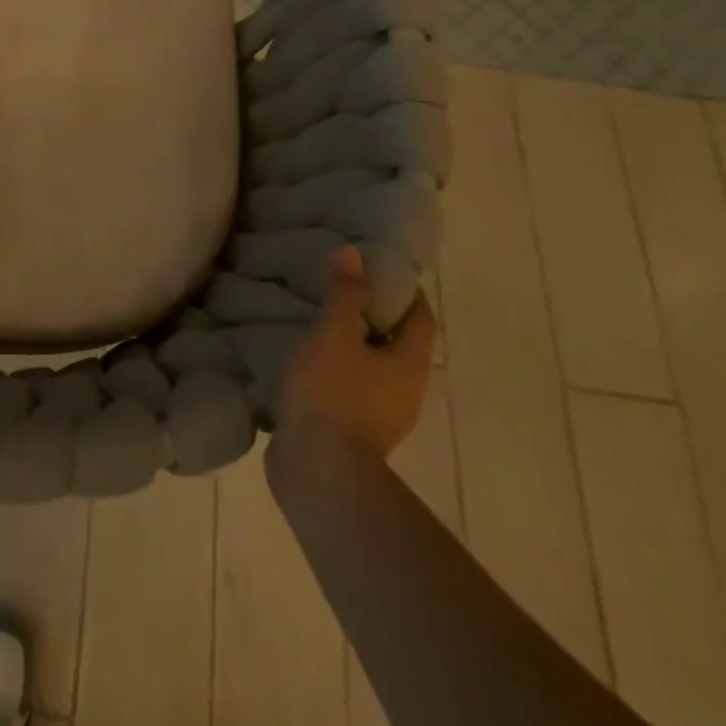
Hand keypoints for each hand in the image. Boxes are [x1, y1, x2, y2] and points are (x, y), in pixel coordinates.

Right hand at [271, 247, 435, 462]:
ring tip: (316, 322)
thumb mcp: (334, 333)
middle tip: (340, 289)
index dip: (404, 291)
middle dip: (373, 316)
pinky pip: (349, 391)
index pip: (420, 318)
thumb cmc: (333, 393)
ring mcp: (381, 417)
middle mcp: (406, 391)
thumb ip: (344, 294)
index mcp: (410, 364)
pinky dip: (333, 372)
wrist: (319, 472)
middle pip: (397, 344)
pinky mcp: (353, 434)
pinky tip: (304, 362)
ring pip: (371, 369)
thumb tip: (355, 254)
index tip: (378, 268)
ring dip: (350, 346)